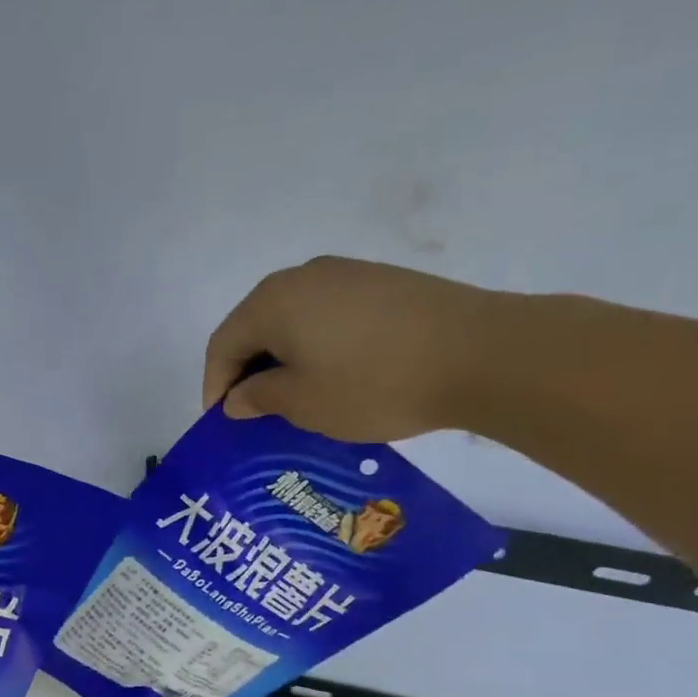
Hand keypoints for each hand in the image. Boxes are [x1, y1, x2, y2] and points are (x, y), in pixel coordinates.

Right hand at [201, 256, 503, 442]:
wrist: (482, 353)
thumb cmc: (373, 383)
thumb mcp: (303, 402)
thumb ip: (258, 397)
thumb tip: (238, 396)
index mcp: (272, 302)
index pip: (223, 345)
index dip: (215, 386)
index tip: (221, 422)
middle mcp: (302, 276)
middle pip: (254, 326)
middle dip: (246, 370)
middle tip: (252, 411)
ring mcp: (346, 274)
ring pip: (292, 320)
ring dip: (281, 358)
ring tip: (292, 397)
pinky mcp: (381, 282)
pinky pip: (327, 315)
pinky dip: (315, 345)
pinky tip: (332, 374)